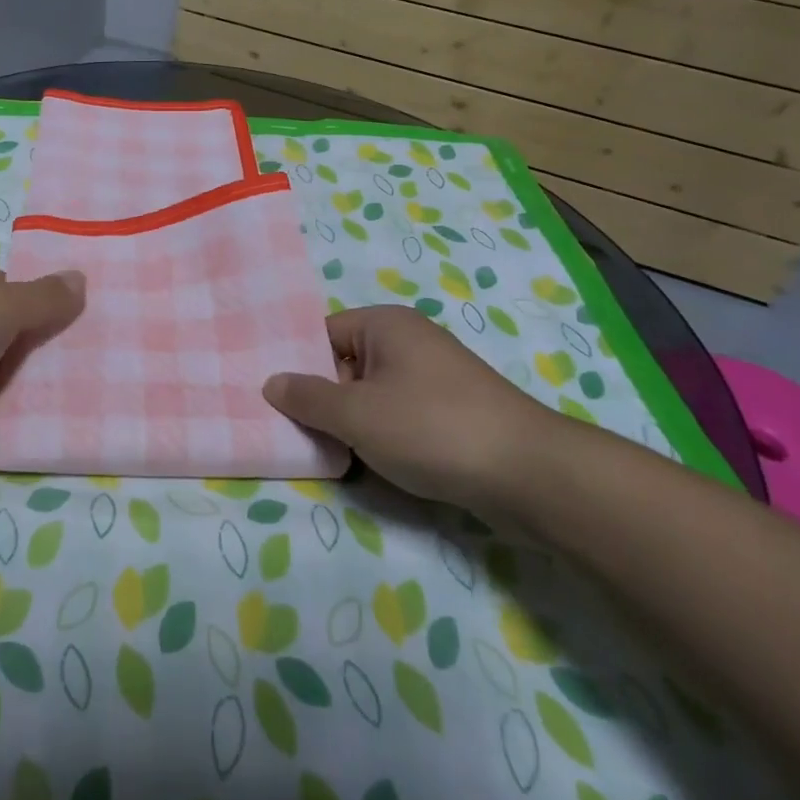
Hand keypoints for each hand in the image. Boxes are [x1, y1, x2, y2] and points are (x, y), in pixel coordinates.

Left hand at [0, 253, 84, 461]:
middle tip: (86, 358)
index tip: (76, 320)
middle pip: (4, 329)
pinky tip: (47, 418)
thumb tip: (81, 279)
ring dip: (27, 382)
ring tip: (78, 390)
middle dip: (38, 345)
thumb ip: (45, 298)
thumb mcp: (4, 304)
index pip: (6, 286)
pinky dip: (9, 413)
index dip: (38, 301)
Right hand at [263, 305, 553, 510]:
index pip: (321, 333)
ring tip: (320, 449)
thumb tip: (271, 383)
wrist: (528, 474)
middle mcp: (408, 341)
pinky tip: (363, 462)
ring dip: (348, 422)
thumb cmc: (431, 428)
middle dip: (320, 397)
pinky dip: (378, 435)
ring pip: (370, 394)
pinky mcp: (449, 412)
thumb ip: (307, 398)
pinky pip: (396, 415)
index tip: (271, 396)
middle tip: (289, 428)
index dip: (295, 363)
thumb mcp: (356, 414)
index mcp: (384, 325)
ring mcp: (432, 377)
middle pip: (344, 364)